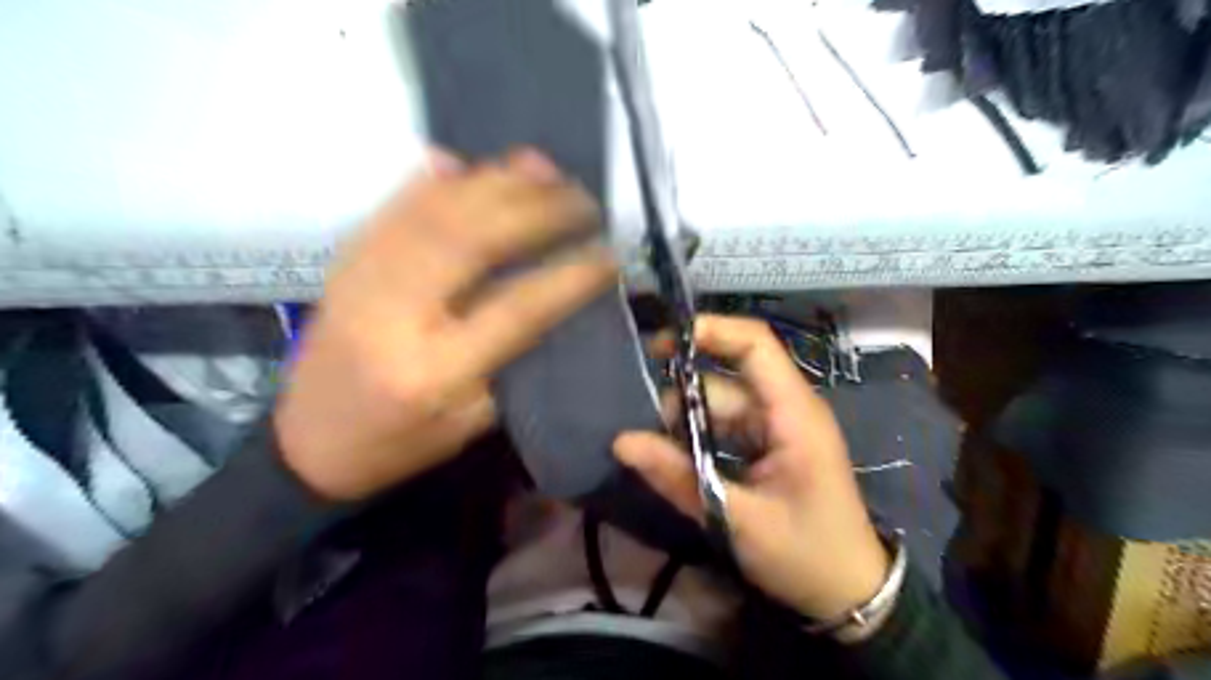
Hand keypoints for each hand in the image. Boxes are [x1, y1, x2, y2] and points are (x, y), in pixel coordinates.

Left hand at [274, 146, 616, 498]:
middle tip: (582, 199)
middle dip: (536, 209)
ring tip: (543, 168)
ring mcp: (361, 278)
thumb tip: (557, 301)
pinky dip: (436, 180)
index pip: (515, 309)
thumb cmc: (401, 444)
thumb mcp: (471, 423)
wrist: (307, 444)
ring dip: (494, 182)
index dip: (569, 276)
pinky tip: (467, 162)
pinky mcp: (344, 262)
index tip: (609, 254)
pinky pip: (393, 206)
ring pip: (434, 211)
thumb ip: (515, 362)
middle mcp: (394, 313)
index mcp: (434, 370)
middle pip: (471, 240)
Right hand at [616, 317, 886, 623]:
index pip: (755, 344)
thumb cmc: (806, 554)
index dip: (710, 331)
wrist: (850, 593)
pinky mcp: (769, 444)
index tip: (661, 345)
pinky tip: (680, 461)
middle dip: (683, 398)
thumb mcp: (737, 520)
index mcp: (793, 413)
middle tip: (651, 434)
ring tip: (663, 457)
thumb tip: (622, 442)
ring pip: (720, 403)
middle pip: (725, 378)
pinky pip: (726, 425)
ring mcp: (777, 426)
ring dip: (688, 423)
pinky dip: (700, 437)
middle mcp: (786, 408)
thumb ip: (679, 478)